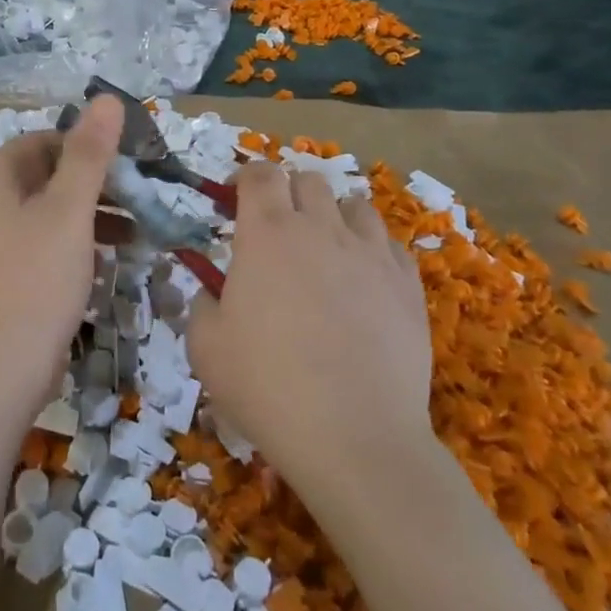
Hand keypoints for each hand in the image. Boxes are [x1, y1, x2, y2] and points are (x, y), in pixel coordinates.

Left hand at [0, 95, 122, 431]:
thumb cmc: (34, 284)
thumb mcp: (69, 213)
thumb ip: (89, 154)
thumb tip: (107, 98)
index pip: (45, 140)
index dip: (90, 147)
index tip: (133, 166)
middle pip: (45, 175)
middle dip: (95, 184)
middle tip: (141, 199)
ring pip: (44, 211)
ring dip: (88, 215)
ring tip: (135, 231)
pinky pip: (36, 242)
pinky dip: (70, 242)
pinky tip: (103, 260)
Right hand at [188, 163, 433, 484]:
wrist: (354, 436)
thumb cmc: (266, 386)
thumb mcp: (205, 347)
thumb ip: (203, 304)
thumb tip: (213, 292)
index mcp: (266, 233)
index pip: (259, 174)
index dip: (245, 178)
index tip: (234, 198)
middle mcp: (320, 228)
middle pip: (308, 179)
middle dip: (288, 192)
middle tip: (276, 229)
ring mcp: (370, 253)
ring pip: (354, 205)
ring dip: (333, 215)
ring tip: (324, 249)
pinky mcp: (407, 284)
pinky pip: (389, 245)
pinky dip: (371, 250)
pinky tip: (363, 281)